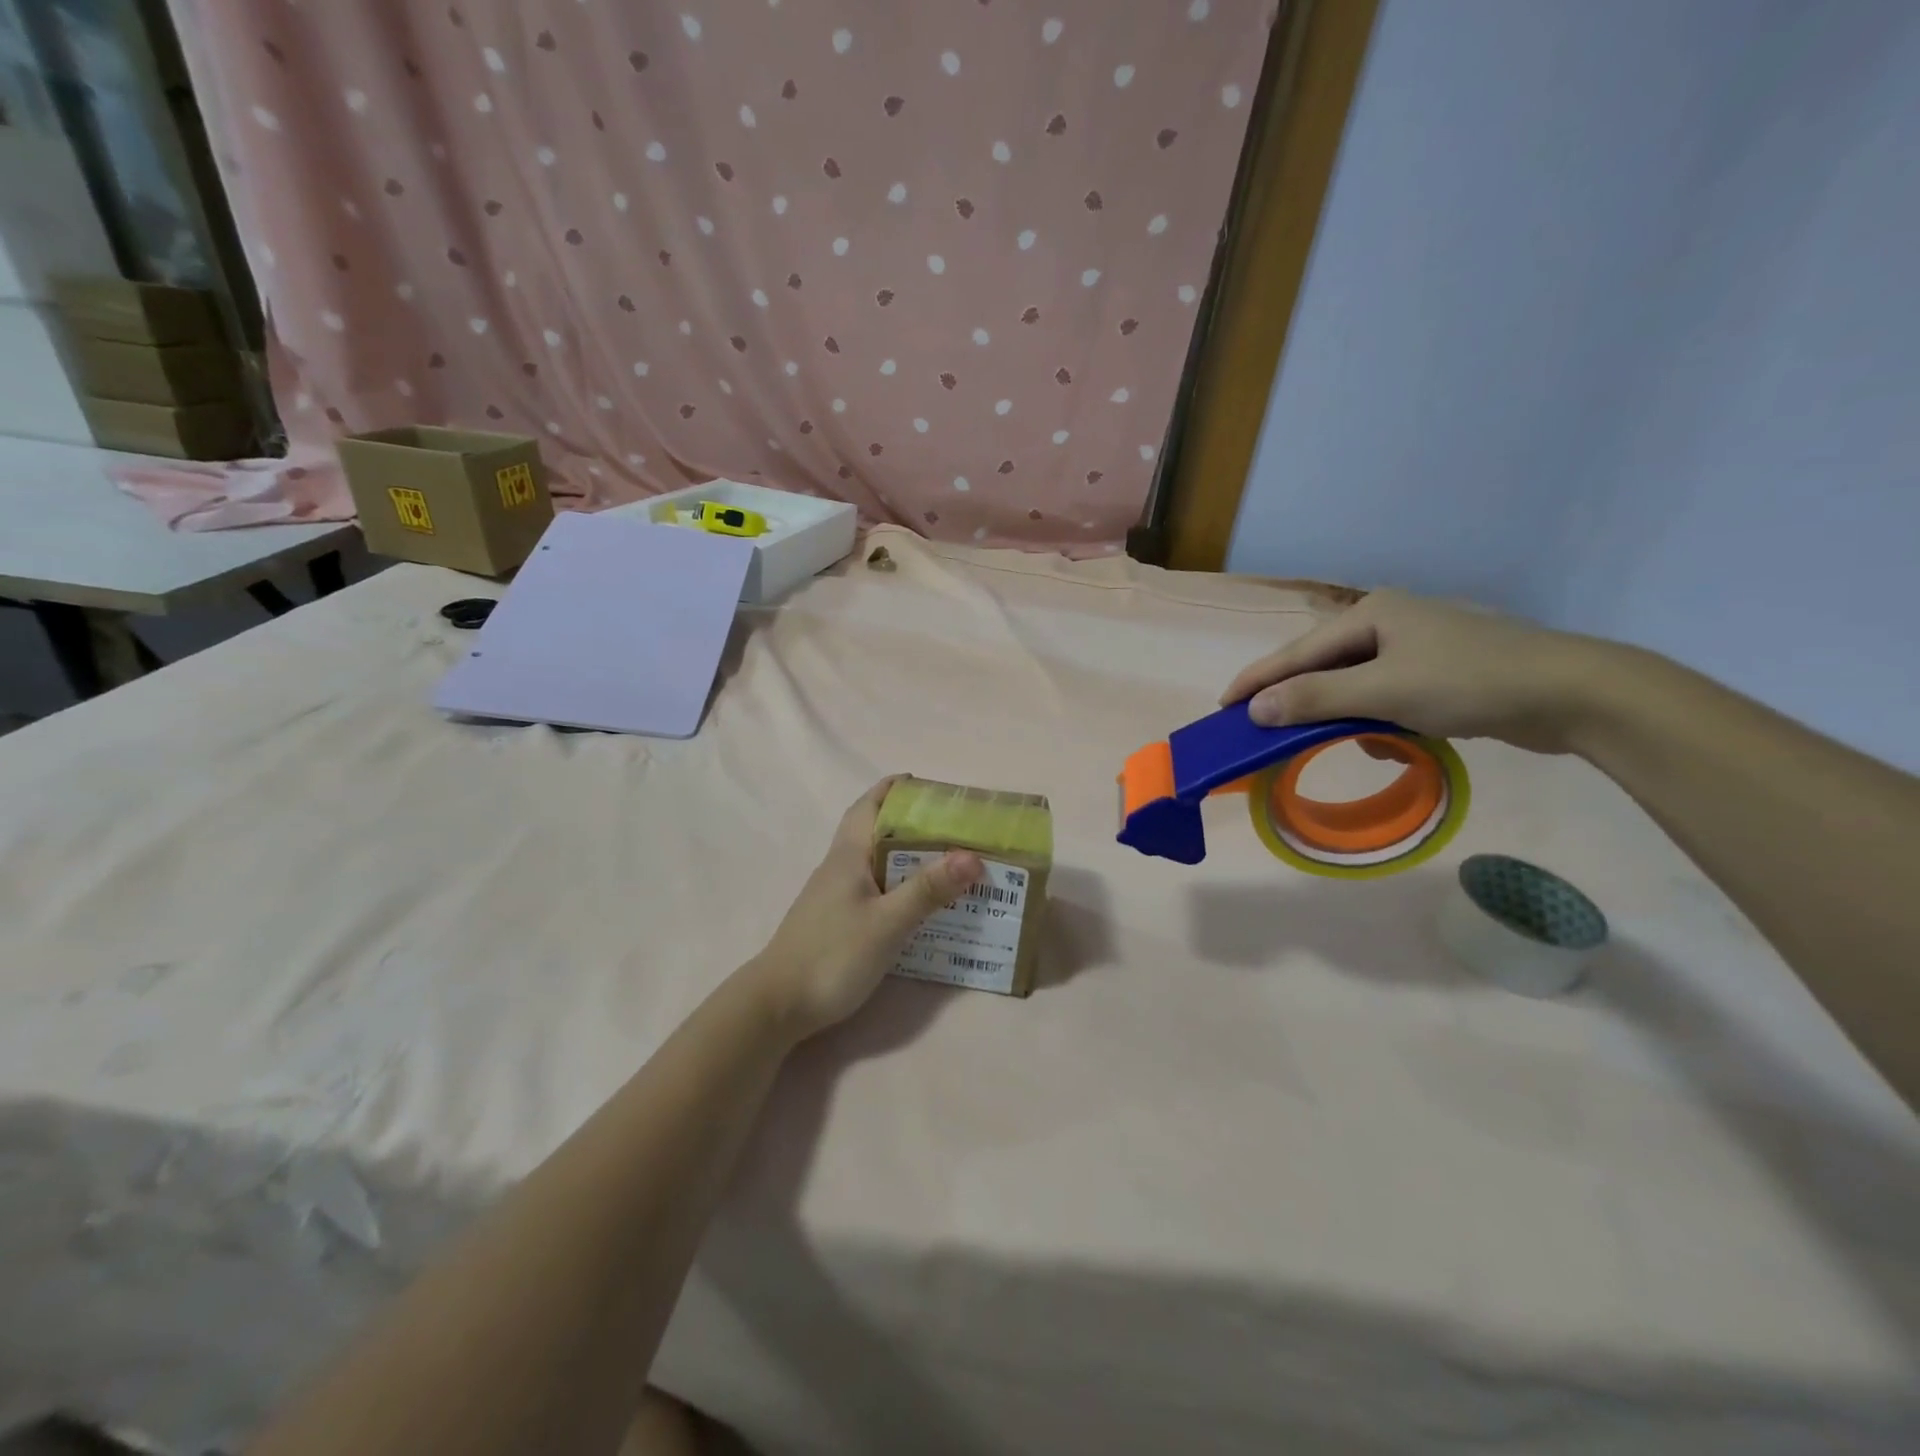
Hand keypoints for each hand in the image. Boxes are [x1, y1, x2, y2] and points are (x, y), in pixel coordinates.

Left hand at [744, 778, 983, 1040]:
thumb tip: (973, 856)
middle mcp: (840, 867)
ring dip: (908, 854)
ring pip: (875, 860)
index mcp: (848, 855)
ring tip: (948, 861)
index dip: (896, 789)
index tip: (933, 786)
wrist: (777, 1006)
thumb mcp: (887, 923)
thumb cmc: (832, 956)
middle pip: (876, 830)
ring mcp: (835, 894)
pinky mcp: (837, 919)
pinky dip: (899, 883)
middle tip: (955, 827)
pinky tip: (919, 902)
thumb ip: (928, 889)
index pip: (870, 804)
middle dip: (912, 821)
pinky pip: (874, 887)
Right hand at [1221, 589, 1624, 755]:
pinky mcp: (1440, 669)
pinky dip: (1377, 718)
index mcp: (1372, 613)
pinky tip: (1390, 738)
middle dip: (1299, 699)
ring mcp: (1417, 644)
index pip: (1297, 651)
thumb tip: (1256, 709)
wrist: (1572, 693)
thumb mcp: (1384, 692)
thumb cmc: (1469, 681)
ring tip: (1338, 740)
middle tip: (1264, 727)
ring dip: (1343, 714)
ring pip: (1354, 683)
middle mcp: (1389, 621)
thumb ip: (1316, 699)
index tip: (1223, 706)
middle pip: (1323, 665)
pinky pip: (1385, 694)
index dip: (1258, 680)